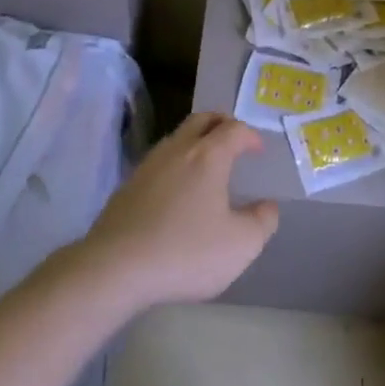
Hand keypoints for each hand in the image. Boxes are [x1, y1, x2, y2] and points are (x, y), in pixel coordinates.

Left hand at [74, 112, 278, 313]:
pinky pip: (159, 161)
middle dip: (221, 124)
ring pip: (177, 137)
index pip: (234, 129)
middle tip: (233, 140)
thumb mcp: (240, 245)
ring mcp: (149, 164)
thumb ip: (262, 222)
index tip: (258, 150)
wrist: (116, 266)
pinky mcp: (128, 184)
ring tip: (205, 165)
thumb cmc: (186, 252)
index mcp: (209, 155)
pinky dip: (175, 164)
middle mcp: (179, 149)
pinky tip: (175, 191)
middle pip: (202, 119)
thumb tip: (268, 206)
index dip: (250, 136)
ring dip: (195, 141)